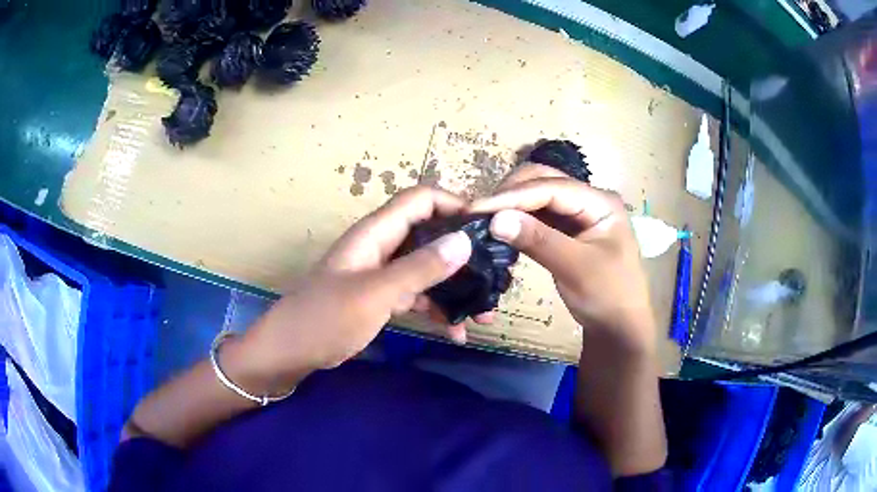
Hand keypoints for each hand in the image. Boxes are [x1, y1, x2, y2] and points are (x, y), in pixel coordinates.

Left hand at [236, 186, 483, 390]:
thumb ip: (419, 268)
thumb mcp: (375, 294)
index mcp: (376, 233)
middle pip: (430, 234)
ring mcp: (382, 273)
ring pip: (427, 268)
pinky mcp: (381, 297)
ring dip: (455, 288)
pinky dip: (436, 309)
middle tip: (494, 279)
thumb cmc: (325, 318)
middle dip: (463, 254)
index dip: (454, 204)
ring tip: (483, 314)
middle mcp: (382, 246)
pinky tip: (455, 331)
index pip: (421, 199)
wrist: (291, 352)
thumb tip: (464, 240)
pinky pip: (417, 294)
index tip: (486, 229)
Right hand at [470, 165, 655, 355]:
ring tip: (482, 220)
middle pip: (544, 181)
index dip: (513, 196)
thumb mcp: (576, 269)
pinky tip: (500, 229)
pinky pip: (538, 216)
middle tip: (477, 214)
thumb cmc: (608, 297)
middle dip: (510, 194)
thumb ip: (539, 241)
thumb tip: (494, 220)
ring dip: (511, 205)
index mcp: (600, 202)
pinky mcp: (567, 230)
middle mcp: (589, 199)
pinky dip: (518, 220)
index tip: (476, 209)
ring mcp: (578, 214)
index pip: (552, 188)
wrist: (620, 327)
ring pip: (538, 197)